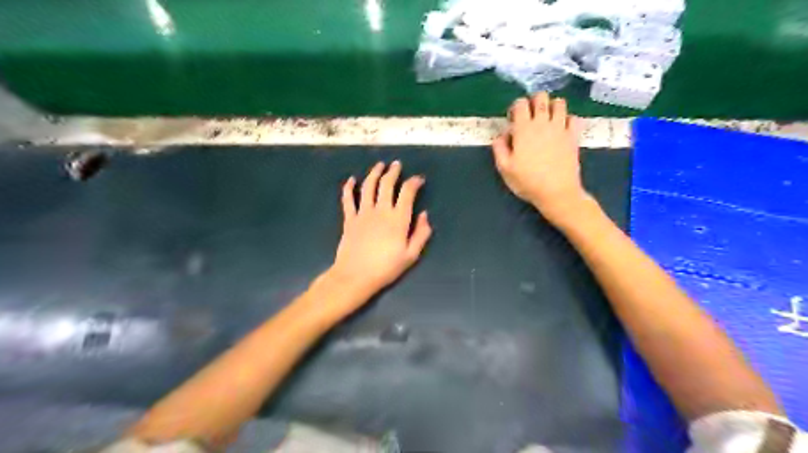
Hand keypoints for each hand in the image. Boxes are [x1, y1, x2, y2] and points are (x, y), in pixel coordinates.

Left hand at [327, 161, 431, 301]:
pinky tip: (351, 180)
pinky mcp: (349, 219)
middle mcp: (381, 210)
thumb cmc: (386, 268)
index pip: (407, 192)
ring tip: (379, 165)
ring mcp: (363, 213)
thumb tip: (425, 215)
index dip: (414, 182)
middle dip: (393, 172)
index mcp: (398, 219)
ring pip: (368, 186)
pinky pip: (348, 199)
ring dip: (374, 173)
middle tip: (396, 165)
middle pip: (387, 184)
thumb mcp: (411, 255)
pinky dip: (349, 187)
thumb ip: (421, 234)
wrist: (356, 276)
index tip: (418, 179)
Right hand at [490, 93, 594, 225]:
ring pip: (560, 103)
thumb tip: (501, 135)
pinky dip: (568, 119)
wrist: (556, 192)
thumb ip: (499, 148)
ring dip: (552, 107)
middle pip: (541, 97)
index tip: (514, 120)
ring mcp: (560, 128)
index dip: (516, 107)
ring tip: (547, 119)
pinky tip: (562, 129)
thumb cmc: (527, 181)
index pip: (520, 103)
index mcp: (523, 129)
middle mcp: (543, 123)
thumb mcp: (504, 168)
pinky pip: (574, 118)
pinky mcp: (573, 136)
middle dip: (534, 101)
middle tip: (531, 116)